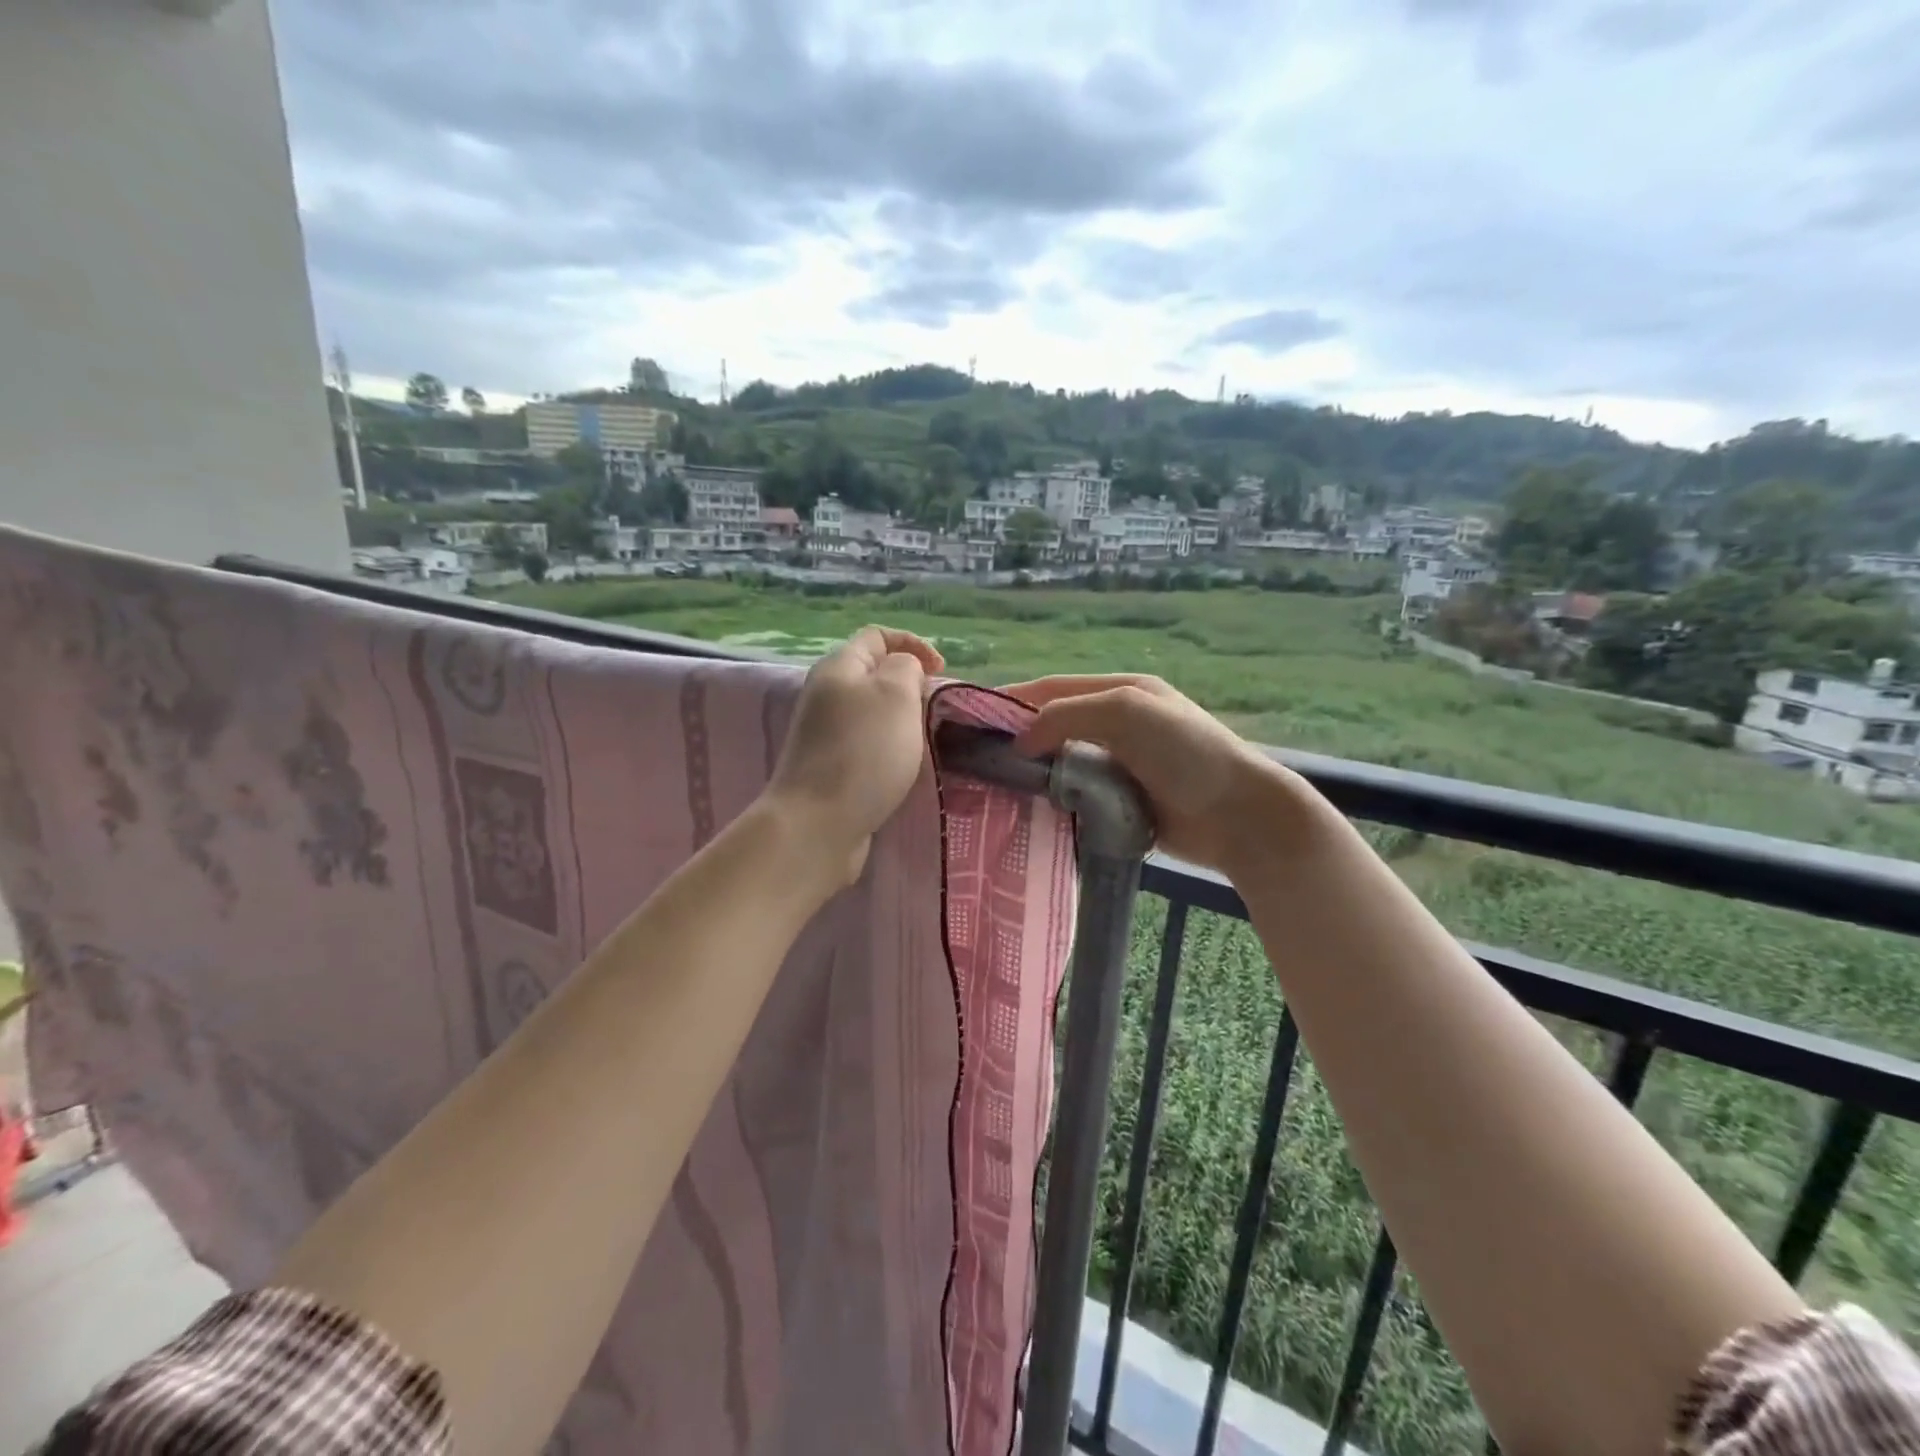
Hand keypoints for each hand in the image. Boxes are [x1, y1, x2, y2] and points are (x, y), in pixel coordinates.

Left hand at [766, 626, 943, 885]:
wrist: (818, 824)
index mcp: (838, 667)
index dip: (912, 643)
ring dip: (901, 722)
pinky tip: (902, 769)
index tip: (941, 671)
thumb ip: (906, 668)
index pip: (877, 636)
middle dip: (909, 686)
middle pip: (873, 675)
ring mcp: (824, 735)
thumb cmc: (863, 752)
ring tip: (924, 741)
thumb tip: (903, 670)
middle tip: (934, 710)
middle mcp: (826, 696)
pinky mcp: (829, 769)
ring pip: (872, 713)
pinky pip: (866, 746)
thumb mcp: (896, 694)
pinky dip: (888, 751)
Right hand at [1005, 673, 1296, 872]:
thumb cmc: (1187, 753)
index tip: (970, 717)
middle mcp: (1119, 723)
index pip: (1054, 688)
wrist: (1240, 816)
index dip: (1012, 698)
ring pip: (1063, 761)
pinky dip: (1055, 797)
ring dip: (1035, 771)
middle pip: (1055, 723)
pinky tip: (1032, 809)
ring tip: (995, 786)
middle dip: (1019, 736)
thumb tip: (1020, 741)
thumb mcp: (1127, 713)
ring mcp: (1122, 763)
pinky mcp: (1124, 800)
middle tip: (977, 758)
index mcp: (1122, 692)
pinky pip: (1078, 793)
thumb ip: (1068, 715)